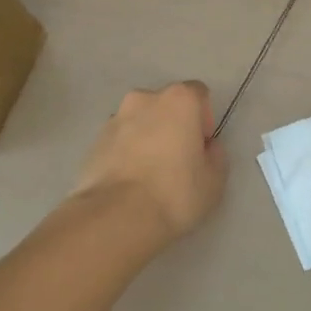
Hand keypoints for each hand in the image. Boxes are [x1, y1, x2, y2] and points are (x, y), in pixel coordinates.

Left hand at [72, 82, 226, 243]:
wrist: (116, 217)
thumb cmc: (174, 193)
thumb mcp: (214, 181)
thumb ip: (216, 156)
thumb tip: (206, 148)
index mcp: (179, 100)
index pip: (198, 94)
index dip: (204, 119)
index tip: (201, 147)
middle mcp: (145, 99)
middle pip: (166, 105)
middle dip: (173, 125)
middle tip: (177, 161)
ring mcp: (115, 118)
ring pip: (139, 121)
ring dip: (147, 137)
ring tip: (148, 174)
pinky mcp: (94, 141)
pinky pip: (119, 140)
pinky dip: (125, 152)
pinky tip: (128, 182)